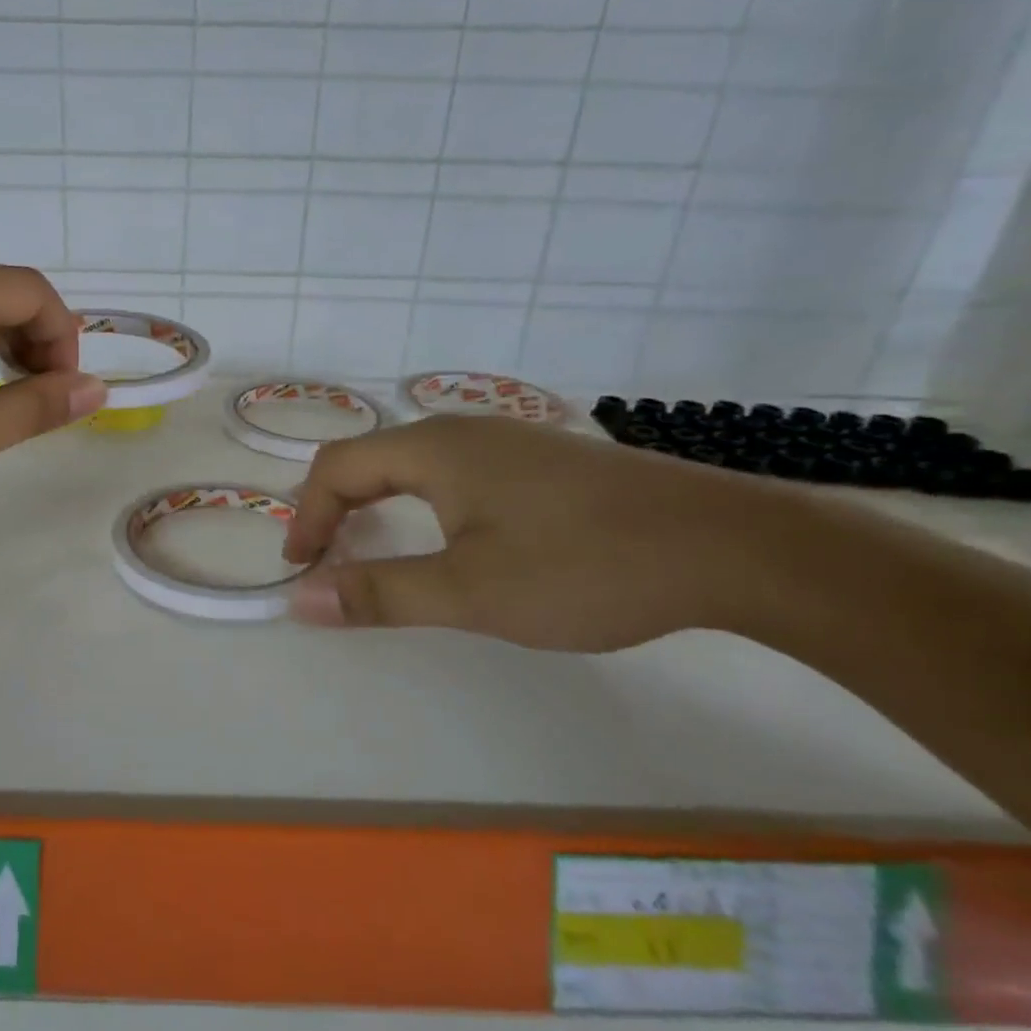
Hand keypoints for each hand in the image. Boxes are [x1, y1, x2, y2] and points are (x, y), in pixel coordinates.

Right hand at [283, 415, 774, 650]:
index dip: (308, 516)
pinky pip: (456, 471)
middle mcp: (463, 431)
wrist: (730, 546)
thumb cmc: (584, 566)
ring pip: (414, 464)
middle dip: (337, 508)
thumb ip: (380, 593)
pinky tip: (451, 537)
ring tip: (376, 550)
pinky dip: (422, 503)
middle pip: (371, 458)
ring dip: (379, 504)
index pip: (337, 467)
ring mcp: (508, 441)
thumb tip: (300, 599)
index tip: (302, 570)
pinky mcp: (543, 461)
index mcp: (434, 449)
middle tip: (327, 559)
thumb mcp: (470, 592)